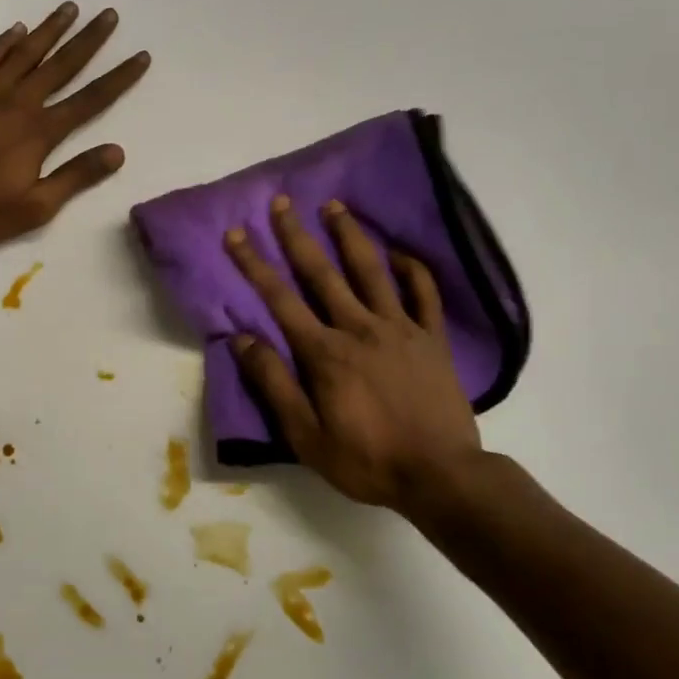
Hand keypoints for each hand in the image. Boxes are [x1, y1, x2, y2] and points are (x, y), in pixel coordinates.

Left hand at [0, 3, 149, 249]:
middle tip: (109, 15)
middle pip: (61, 66)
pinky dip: (2, 43)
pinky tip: (16, 29)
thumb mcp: (36, 207)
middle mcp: (18, 104)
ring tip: (70, 8)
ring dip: (50, 31)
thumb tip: (117, 152)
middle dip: (89, 41)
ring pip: (25, 54)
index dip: (118, 78)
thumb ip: (76, 176)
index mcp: (40, 132)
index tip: (140, 56)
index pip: (90, 100)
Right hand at [226, 197, 486, 515]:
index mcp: (324, 352)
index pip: (280, 299)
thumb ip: (274, 385)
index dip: (254, 264)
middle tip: (282, 202)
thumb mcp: (306, 436)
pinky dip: (411, 269)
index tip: (236, 233)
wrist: (442, 475)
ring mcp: (400, 328)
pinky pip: (423, 293)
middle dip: (297, 236)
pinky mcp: (432, 338)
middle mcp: (359, 328)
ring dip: (350, 236)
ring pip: (371, 271)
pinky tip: (398, 253)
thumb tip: (243, 340)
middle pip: (321, 273)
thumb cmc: (368, 460)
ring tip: (335, 206)